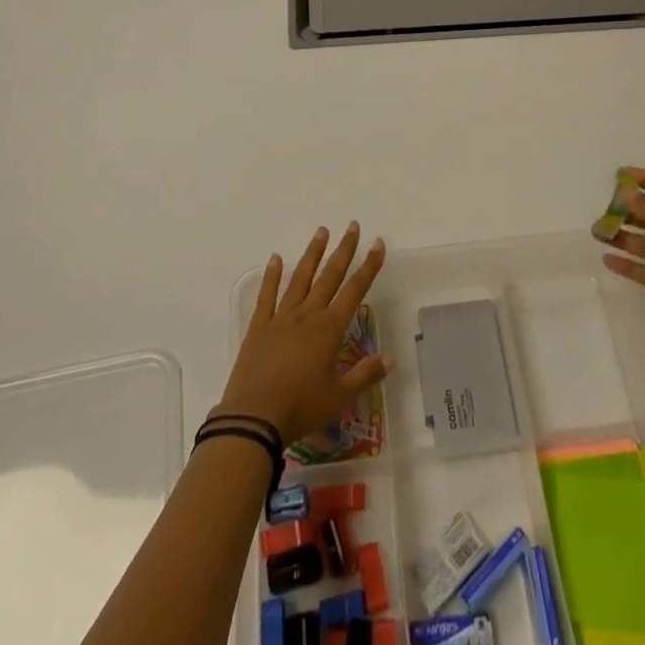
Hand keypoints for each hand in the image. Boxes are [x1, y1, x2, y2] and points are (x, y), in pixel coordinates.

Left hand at [213, 222, 388, 445]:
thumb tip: (390, 358)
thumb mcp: (339, 396)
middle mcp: (308, 315)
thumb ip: (365, 374)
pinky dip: (272, 276)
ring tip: (322, 231)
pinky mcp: (259, 327)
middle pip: (330, 275)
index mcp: (329, 329)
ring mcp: (281, 318)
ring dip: (313, 254)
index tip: (378, 244)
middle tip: (353, 226)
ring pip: (301, 278)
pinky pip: (267, 296)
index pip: (355, 290)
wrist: (254, 418)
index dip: (369, 267)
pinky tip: (276, 258)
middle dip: (344, 250)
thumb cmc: (301, 407)